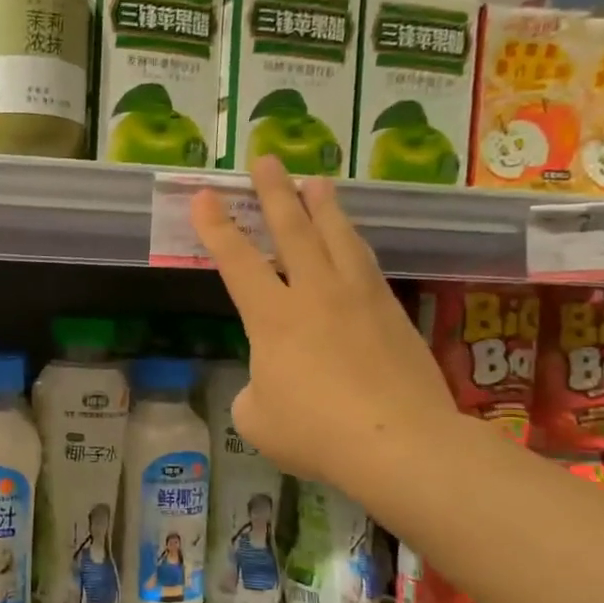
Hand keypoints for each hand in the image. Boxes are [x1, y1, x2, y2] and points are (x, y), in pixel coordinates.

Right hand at [192, 157, 457, 491]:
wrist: (398, 442)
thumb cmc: (314, 432)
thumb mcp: (257, 418)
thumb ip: (255, 390)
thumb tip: (271, 382)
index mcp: (272, 317)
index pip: (237, 261)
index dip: (216, 228)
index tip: (205, 196)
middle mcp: (314, 294)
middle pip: (292, 230)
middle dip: (274, 192)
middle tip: (266, 160)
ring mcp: (358, 299)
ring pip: (338, 237)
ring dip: (323, 205)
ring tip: (316, 180)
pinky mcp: (392, 312)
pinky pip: (367, 263)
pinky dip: (354, 242)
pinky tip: (354, 238)